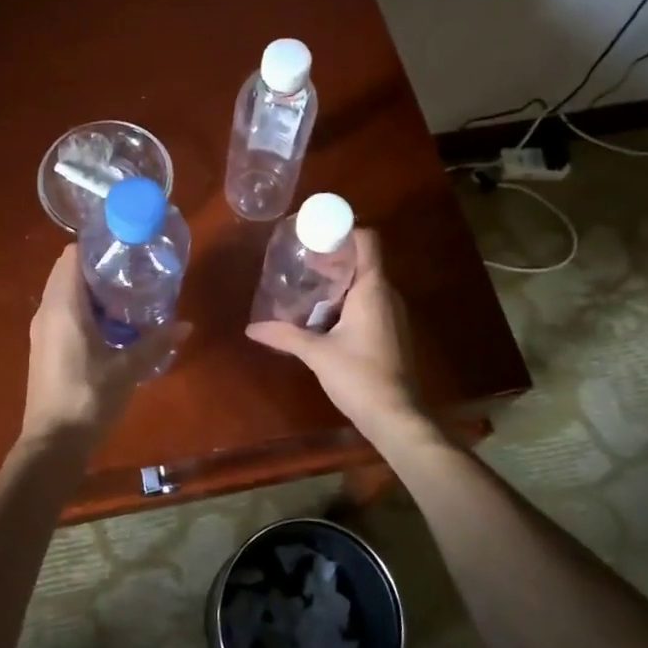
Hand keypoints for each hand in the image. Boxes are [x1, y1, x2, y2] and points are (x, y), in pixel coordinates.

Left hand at [22, 245, 187, 447]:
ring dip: (92, 291)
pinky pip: (63, 314)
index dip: (96, 246)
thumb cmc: (88, 398)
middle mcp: (46, 311)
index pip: (71, 255)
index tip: (125, 248)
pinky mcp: (45, 348)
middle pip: (68, 272)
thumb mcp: (128, 369)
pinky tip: (112, 325)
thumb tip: (186, 325)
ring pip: (65, 294)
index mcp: (63, 306)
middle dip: (98, 267)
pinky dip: (84, 310)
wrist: (53, 445)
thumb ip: (156, 343)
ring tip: (128, 295)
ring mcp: (42, 331)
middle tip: (133, 270)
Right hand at [246, 229, 422, 440]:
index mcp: (372, 288)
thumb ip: (285, 335)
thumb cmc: (359, 376)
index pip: (367, 240)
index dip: (344, 231)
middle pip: (363, 260)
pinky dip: (347, 301)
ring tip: (307, 289)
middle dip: (333, 258)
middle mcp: (387, 294)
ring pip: (365, 284)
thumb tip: (252, 328)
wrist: (396, 416)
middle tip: (301, 263)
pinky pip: (369, 303)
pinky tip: (323, 317)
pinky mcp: (391, 332)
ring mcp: (392, 314)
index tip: (315, 236)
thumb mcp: (316, 353)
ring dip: (338, 283)